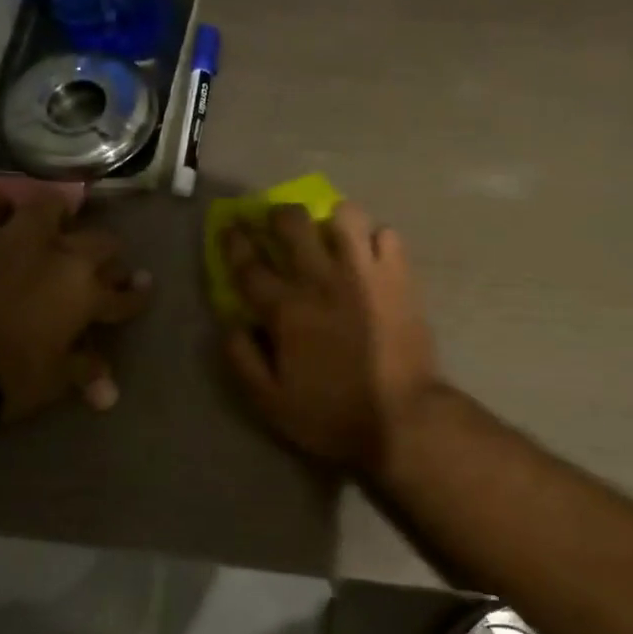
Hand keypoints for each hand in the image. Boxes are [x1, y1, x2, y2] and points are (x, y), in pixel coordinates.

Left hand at [0, 191, 150, 422]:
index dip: (137, 294)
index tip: (143, 288)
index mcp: (87, 294)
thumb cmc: (15, 377)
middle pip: (101, 244)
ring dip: (57, 217)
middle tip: (102, 265)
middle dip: (107, 256)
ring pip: (50, 207)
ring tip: (54, 227)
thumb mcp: (59, 378)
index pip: (124, 294)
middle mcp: (62, 257)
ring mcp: (18, 239)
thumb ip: (86, 371)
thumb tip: (110, 394)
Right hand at [222, 201, 440, 473]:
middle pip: (293, 223)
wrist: (403, 418)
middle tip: (278, 225)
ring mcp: (365, 273)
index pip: (249, 263)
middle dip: (278, 215)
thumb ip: (242, 359)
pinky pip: (387, 235)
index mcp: (287, 309)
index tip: (230, 225)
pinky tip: (371, 256)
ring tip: (332, 235)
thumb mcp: (270, 402)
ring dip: (331, 219)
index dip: (234, 240)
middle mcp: (322, 280)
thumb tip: (231, 323)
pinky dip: (375, 239)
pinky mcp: (400, 278)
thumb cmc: (332, 414)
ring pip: (345, 216)